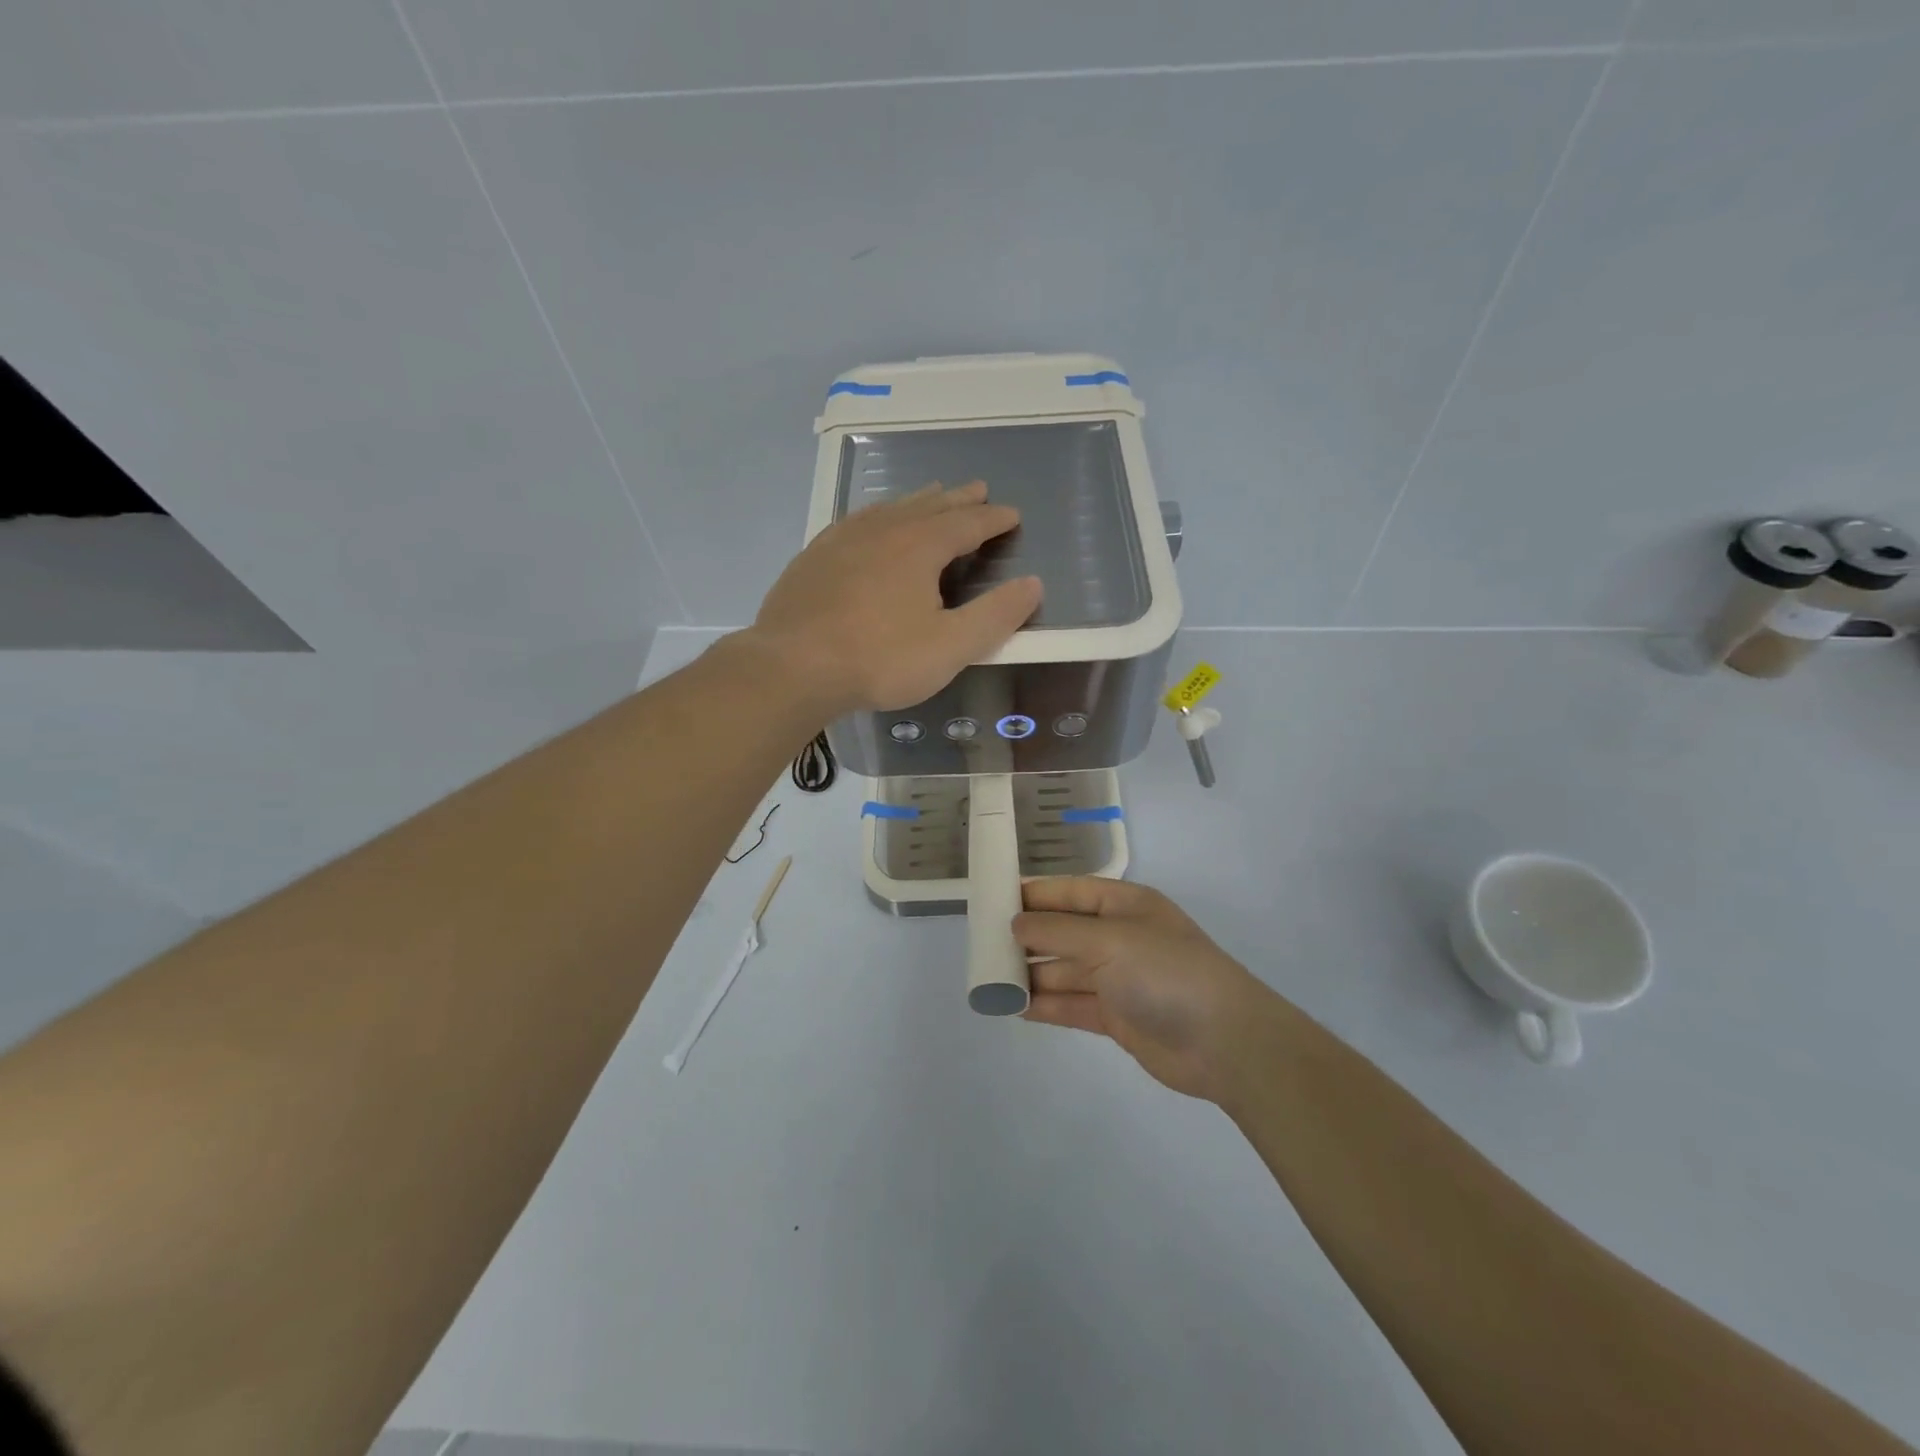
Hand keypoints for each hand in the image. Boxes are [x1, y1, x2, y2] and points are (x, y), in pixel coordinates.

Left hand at [744, 481, 1042, 713]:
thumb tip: (1032, 584)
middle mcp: (884, 530)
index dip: (993, 519)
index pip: (968, 524)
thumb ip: (995, 615)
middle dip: (958, 499)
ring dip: (917, 501)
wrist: (793, 667)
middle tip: (978, 489)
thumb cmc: (880, 659)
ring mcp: (843, 539)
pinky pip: (855, 521)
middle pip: (929, 506)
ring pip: (890, 508)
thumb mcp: (950, 646)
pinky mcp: (814, 556)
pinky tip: (870, 523)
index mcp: (920, 547)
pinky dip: (876, 515)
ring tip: (932, 495)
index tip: (1012, 514)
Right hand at [1015, 878, 1276, 1104]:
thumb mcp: (1110, 940)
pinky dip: (1045, 1004)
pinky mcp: (1116, 1016)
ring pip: (1063, 970)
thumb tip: (1015, 923)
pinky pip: (1071, 1004)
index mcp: (1123, 905)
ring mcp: (1117, 978)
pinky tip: (1014, 1006)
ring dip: (1030, 974)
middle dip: (1025, 938)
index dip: (1032, 895)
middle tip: (981, 946)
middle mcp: (1118, 937)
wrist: (1226, 1042)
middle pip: (1062, 932)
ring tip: (989, 980)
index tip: (991, 901)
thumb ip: (1058, 930)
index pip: (1068, 892)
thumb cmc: (1166, 973)